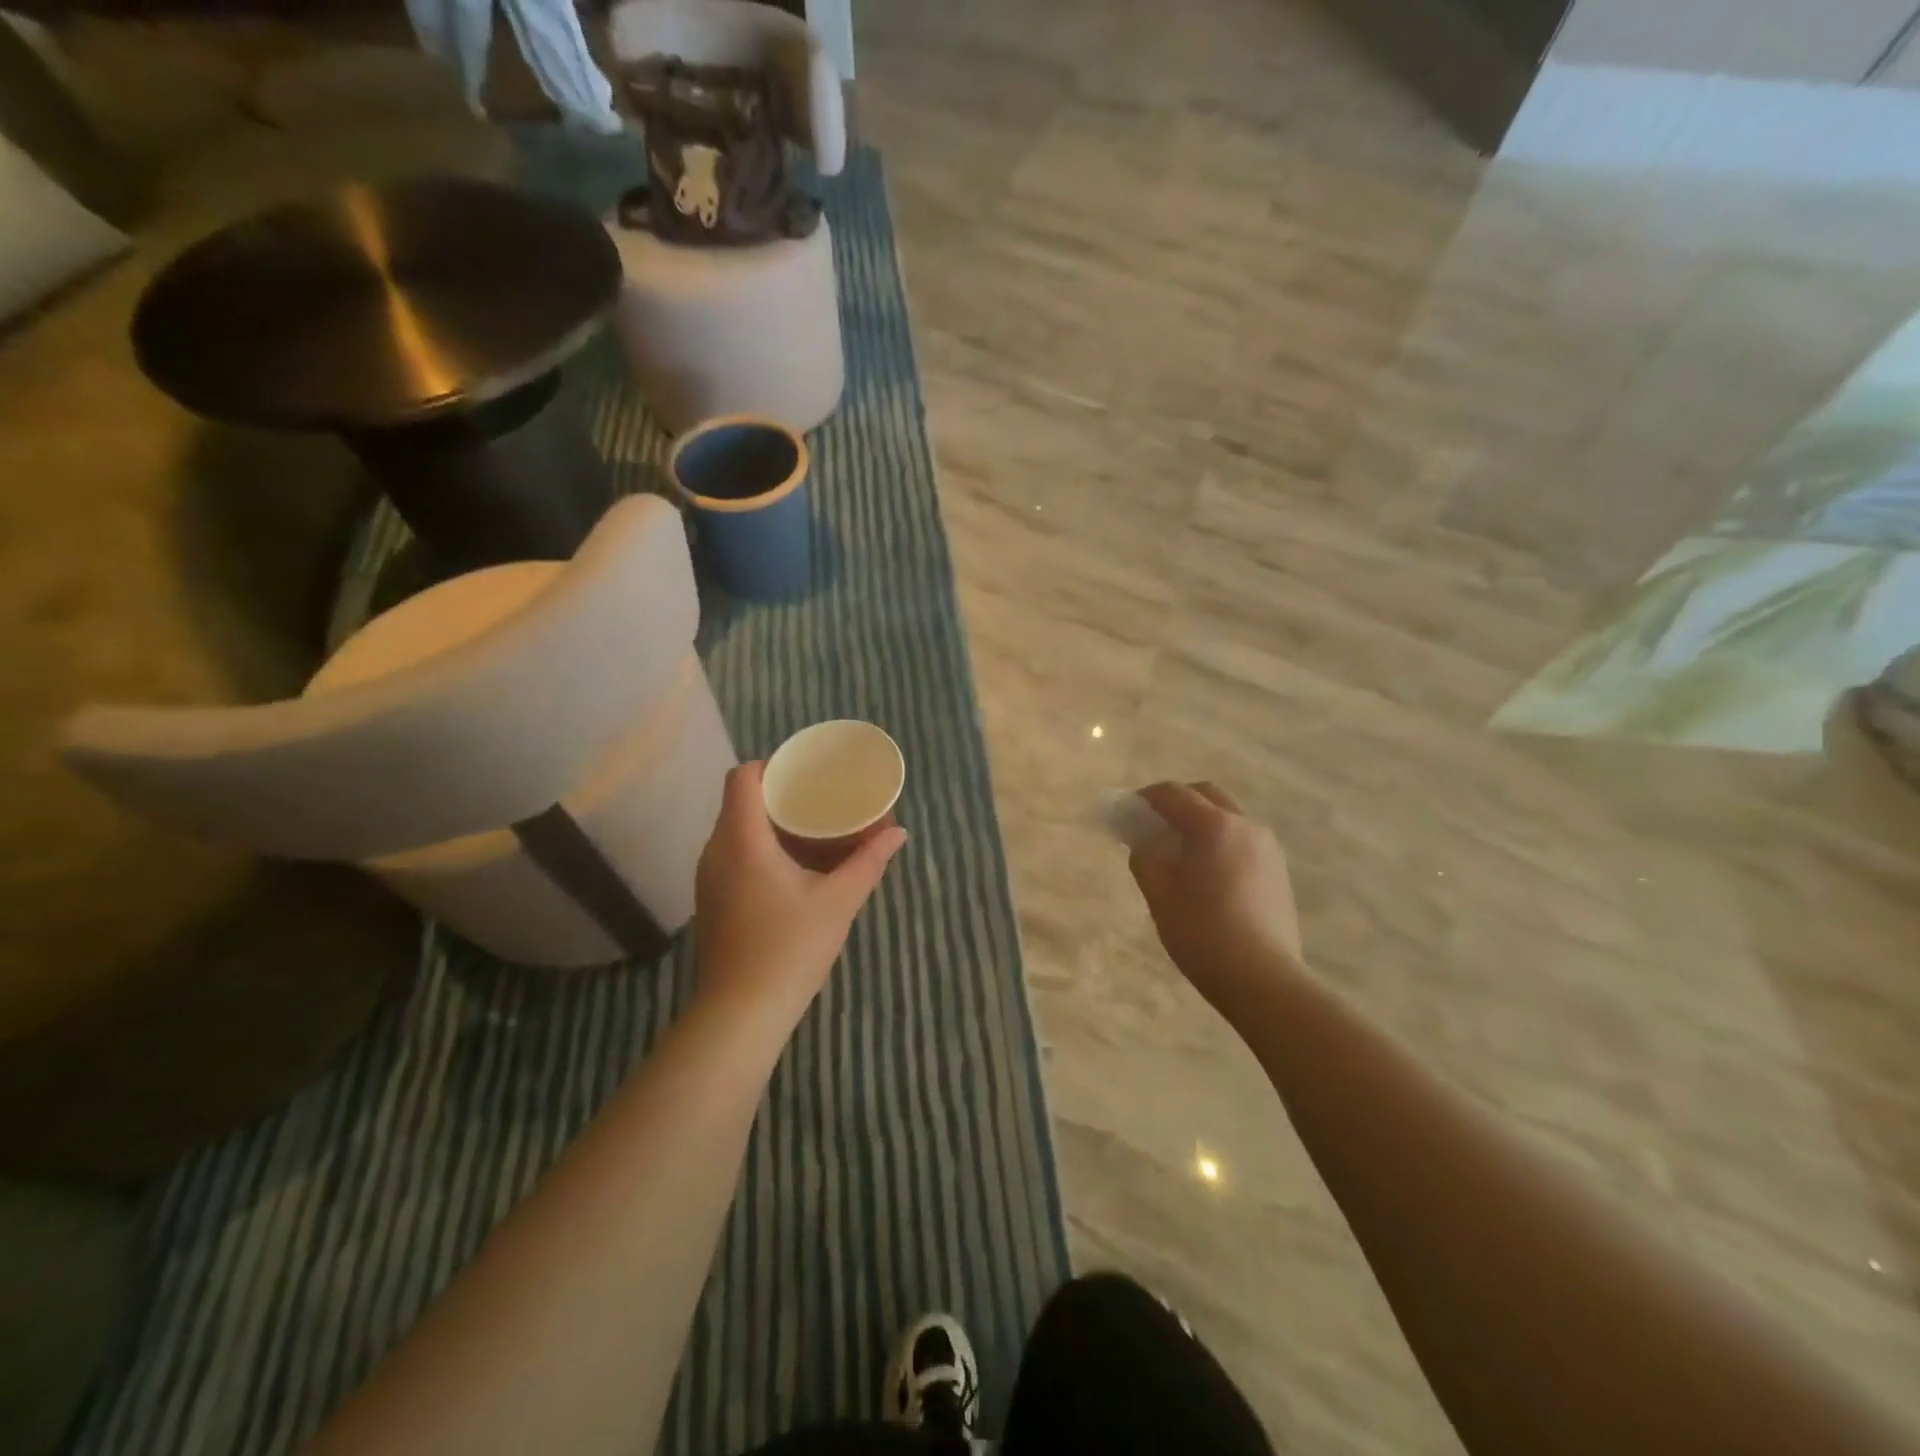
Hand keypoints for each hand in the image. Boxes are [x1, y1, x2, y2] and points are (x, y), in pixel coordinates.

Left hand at [694, 762, 906, 1025]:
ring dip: (774, 826)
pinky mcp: (713, 901)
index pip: (742, 778)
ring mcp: (709, 878)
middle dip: (781, 796)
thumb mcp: (838, 901)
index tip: (804, 772)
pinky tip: (796, 868)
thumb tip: (897, 833)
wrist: (741, 1013)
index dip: (771, 766)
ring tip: (815, 831)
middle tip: (821, 799)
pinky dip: (764, 850)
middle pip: (742, 803)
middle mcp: (717, 851)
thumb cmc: (790, 948)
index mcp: (742, 840)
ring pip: (738, 831)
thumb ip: (868, 861)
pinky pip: (735, 856)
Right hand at [1129, 782, 1304, 1023]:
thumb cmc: (1203, 934)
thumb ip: (1145, 859)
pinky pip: (1242, 840)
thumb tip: (1144, 845)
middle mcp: (1245, 826)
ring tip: (1179, 851)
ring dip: (1200, 821)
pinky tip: (1206, 872)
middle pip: (1206, 795)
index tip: (1127, 811)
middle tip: (1153, 825)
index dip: (1145, 798)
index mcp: (1214, 827)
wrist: (1263, 979)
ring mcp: (1267, 847)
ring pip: (1228, 817)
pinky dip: (1219, 840)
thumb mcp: (1160, 896)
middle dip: (1177, 802)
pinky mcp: (1278, 870)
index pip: (1173, 794)